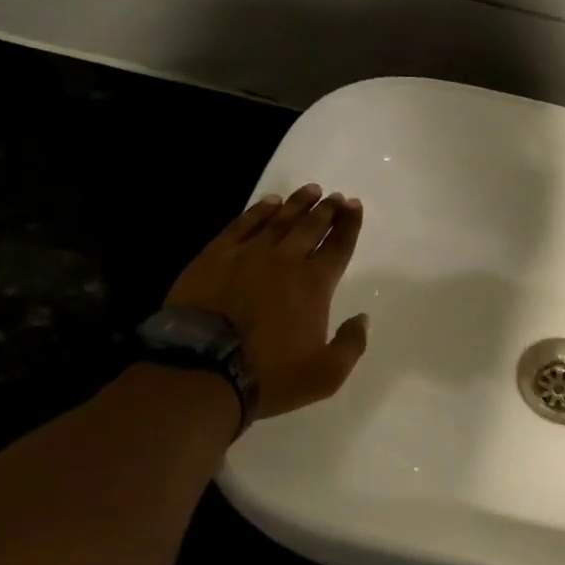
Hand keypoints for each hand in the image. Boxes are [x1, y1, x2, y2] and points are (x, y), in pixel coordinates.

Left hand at [164, 183, 368, 420]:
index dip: (350, 225)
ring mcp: (249, 254)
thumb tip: (362, 318)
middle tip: (336, 197)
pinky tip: (269, 202)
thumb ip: (351, 345)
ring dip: (298, 204)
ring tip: (310, 190)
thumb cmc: (269, 375)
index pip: (339, 246)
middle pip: (312, 226)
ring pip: (281, 219)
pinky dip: (259, 211)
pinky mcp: (216, 255)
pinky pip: (243, 224)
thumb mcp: (326, 375)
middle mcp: (287, 260)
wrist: (202, 370)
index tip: (355, 206)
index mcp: (316, 284)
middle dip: (328, 209)